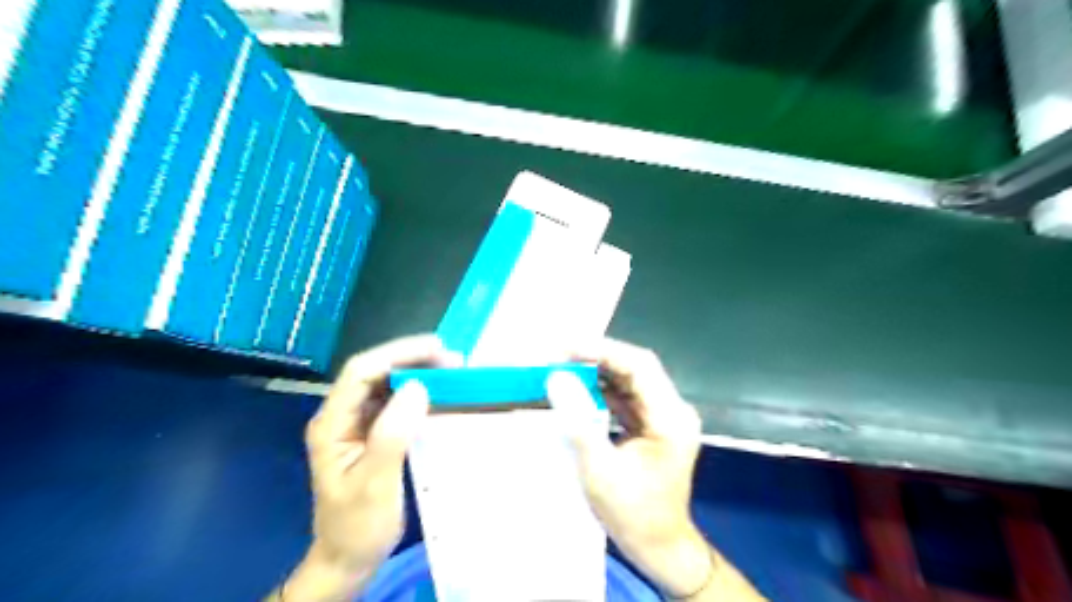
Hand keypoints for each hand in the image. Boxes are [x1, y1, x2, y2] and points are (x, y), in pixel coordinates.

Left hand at [271, 336, 458, 598]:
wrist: (348, 558)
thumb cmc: (358, 525)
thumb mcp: (375, 483)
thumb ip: (392, 434)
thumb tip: (417, 387)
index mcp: (332, 424)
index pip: (361, 373)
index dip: (398, 354)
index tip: (437, 351)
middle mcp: (342, 416)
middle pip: (375, 372)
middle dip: (413, 359)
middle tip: (454, 360)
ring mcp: (357, 423)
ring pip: (387, 384)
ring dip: (419, 372)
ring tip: (453, 371)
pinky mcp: (373, 432)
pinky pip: (396, 402)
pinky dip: (420, 392)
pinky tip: (441, 393)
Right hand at [552, 341, 761, 598]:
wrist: (658, 547)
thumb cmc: (632, 514)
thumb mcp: (600, 470)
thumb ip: (579, 422)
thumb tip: (557, 379)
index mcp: (670, 418)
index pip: (640, 366)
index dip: (603, 350)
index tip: (567, 347)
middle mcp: (673, 410)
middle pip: (636, 368)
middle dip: (597, 358)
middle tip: (559, 356)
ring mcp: (665, 417)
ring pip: (630, 380)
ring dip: (598, 372)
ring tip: (563, 368)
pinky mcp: (654, 425)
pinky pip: (627, 397)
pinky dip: (602, 391)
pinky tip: (578, 389)